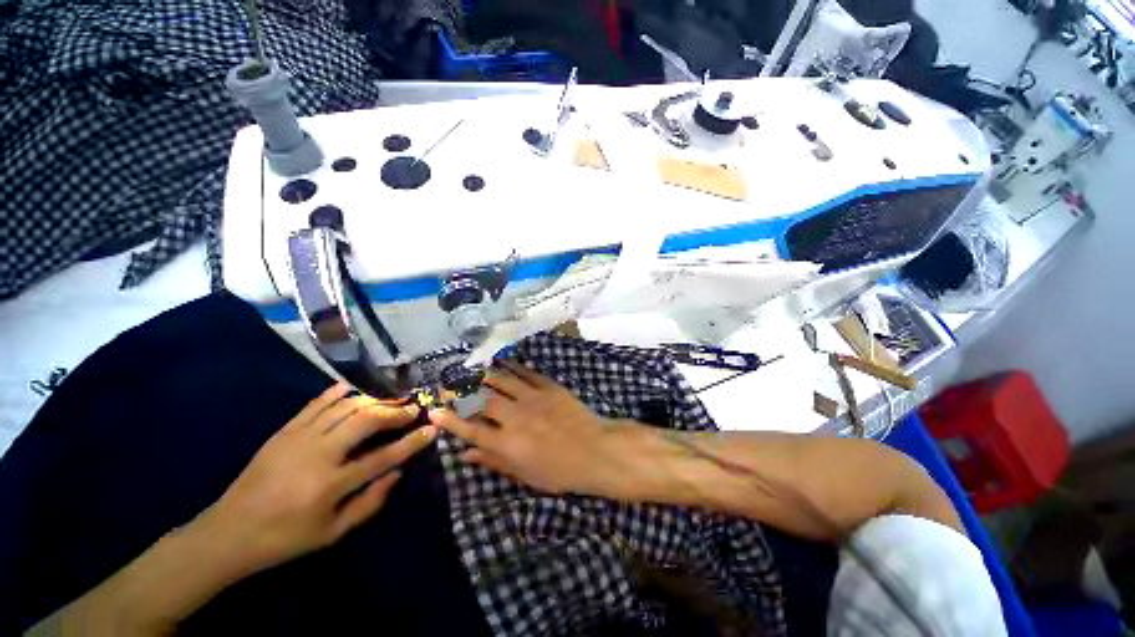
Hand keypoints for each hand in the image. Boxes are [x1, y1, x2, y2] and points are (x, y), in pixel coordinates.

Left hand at [197, 383, 435, 574]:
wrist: (229, 532)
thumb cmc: (285, 538)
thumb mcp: (332, 533)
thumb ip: (370, 503)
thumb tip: (397, 473)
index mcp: (330, 485)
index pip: (383, 457)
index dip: (412, 442)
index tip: (431, 429)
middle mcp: (318, 455)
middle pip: (366, 420)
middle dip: (395, 412)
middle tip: (412, 410)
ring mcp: (299, 438)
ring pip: (345, 407)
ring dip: (373, 401)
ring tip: (390, 403)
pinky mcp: (284, 431)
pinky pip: (316, 403)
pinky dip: (338, 393)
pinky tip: (353, 389)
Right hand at [430, 362, 635, 496]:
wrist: (594, 449)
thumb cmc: (560, 470)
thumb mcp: (524, 474)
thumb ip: (494, 461)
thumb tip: (467, 454)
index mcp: (507, 443)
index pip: (470, 429)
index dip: (450, 420)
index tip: (434, 410)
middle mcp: (514, 416)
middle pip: (482, 400)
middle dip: (462, 391)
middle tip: (450, 384)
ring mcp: (532, 398)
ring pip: (501, 381)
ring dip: (484, 374)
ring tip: (471, 368)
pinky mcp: (548, 387)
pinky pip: (526, 373)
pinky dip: (512, 367)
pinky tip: (503, 362)